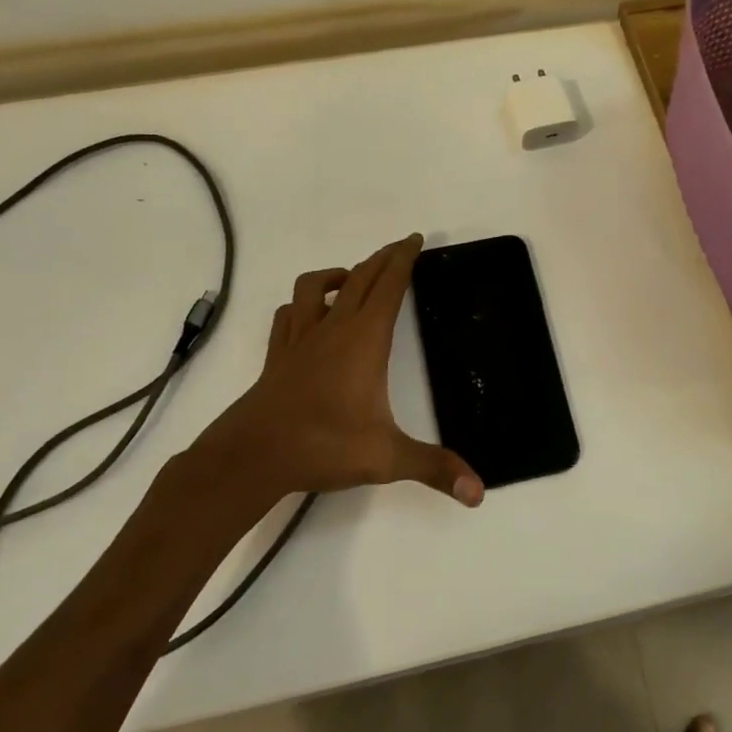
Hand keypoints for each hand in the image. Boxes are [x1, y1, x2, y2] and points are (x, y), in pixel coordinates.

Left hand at [198, 234, 484, 507]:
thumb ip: (434, 468)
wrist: (253, 455)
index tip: (415, 239)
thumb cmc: (323, 445)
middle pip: (360, 277)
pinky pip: (287, 315)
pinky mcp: (278, 355)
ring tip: (352, 278)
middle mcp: (333, 328)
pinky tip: (308, 315)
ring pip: (315, 287)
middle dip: (383, 258)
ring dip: (337, 275)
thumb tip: (478, 492)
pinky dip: (301, 305)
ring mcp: (301, 339)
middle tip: (401, 247)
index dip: (404, 259)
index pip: (389, 286)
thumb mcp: (386, 458)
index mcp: (365, 339)